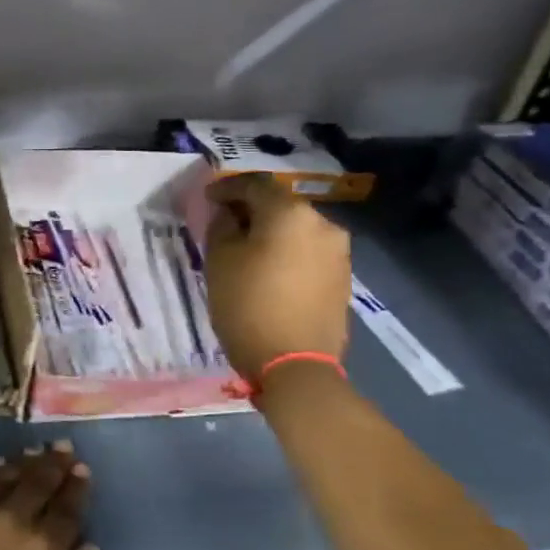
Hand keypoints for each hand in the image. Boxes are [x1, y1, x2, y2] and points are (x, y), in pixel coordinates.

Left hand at [0, 444, 96, 549]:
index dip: (76, 488)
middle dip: (53, 464)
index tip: (82, 468)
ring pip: (3, 477)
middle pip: (36, 483)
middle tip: (62, 446)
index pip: (66, 510)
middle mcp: (10, 519)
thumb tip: (90, 548)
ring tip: (32, 451)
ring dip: (21, 463)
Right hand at [203, 173, 350, 379]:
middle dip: (251, 210)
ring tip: (246, 249)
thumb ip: (222, 226)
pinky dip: (287, 252)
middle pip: (280, 206)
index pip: (254, 185)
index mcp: (290, 213)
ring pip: (296, 230)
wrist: (296, 365)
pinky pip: (308, 252)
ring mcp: (338, 252)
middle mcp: (322, 224)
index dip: (227, 188)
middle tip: (225, 223)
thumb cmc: (248, 305)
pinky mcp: (342, 278)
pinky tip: (269, 269)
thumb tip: (229, 214)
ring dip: (271, 233)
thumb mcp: (219, 261)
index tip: (208, 198)